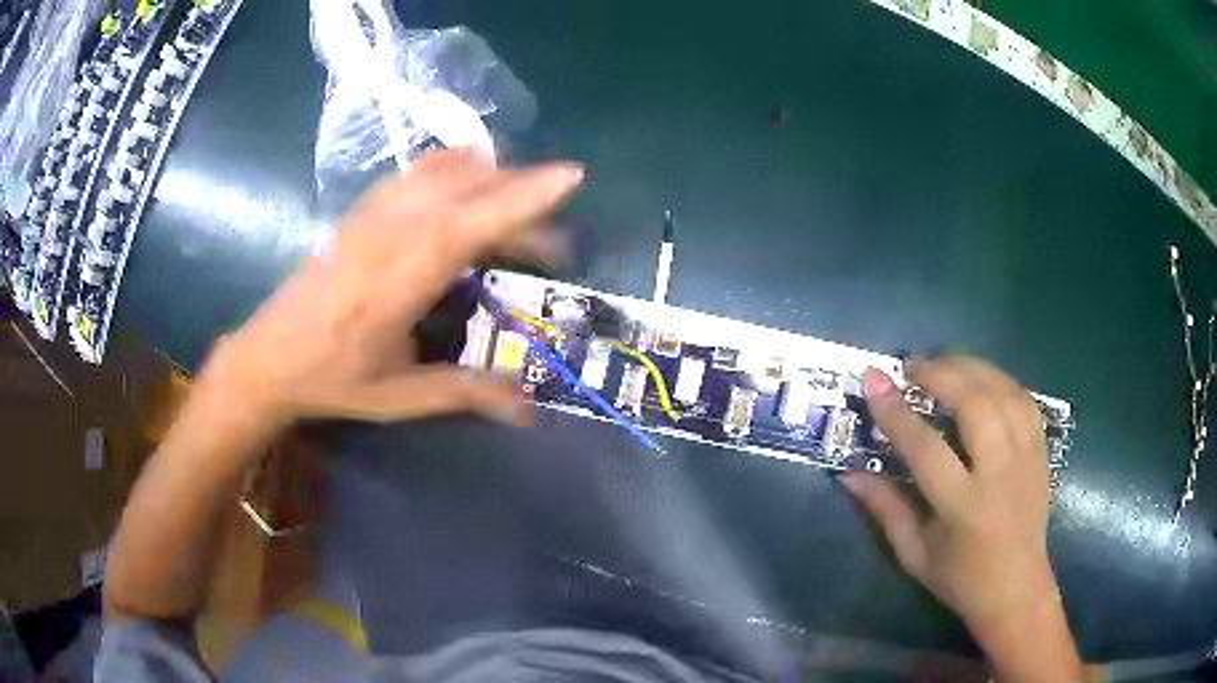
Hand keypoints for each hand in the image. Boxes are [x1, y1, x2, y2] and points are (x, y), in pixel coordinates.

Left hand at [201, 149, 583, 428]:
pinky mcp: (362, 209)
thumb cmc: (332, 379)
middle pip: (467, 187)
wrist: (267, 356)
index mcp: (399, 281)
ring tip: (517, 211)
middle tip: (554, 240)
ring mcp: (373, 214)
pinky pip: (418, 171)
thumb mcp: (400, 396)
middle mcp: (389, 233)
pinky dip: (457, 170)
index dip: (523, 197)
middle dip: (523, 194)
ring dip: (491, 177)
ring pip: (443, 169)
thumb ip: (466, 392)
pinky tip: (467, 195)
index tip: (572, 176)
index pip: (470, 224)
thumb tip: (528, 409)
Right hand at [841, 357, 1076, 671]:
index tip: (873, 378)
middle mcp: (999, 474)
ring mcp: (1026, 458)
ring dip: (970, 368)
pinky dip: (999, 380)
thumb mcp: (914, 553)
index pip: (925, 448)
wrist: (1016, 588)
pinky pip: (1023, 399)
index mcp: (962, 507)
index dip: (896, 412)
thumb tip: (849, 473)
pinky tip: (981, 378)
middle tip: (912, 365)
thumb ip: (884, 509)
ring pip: (1002, 393)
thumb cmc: (959, 577)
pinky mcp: (1042, 451)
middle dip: (940, 373)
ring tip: (944, 362)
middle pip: (974, 405)